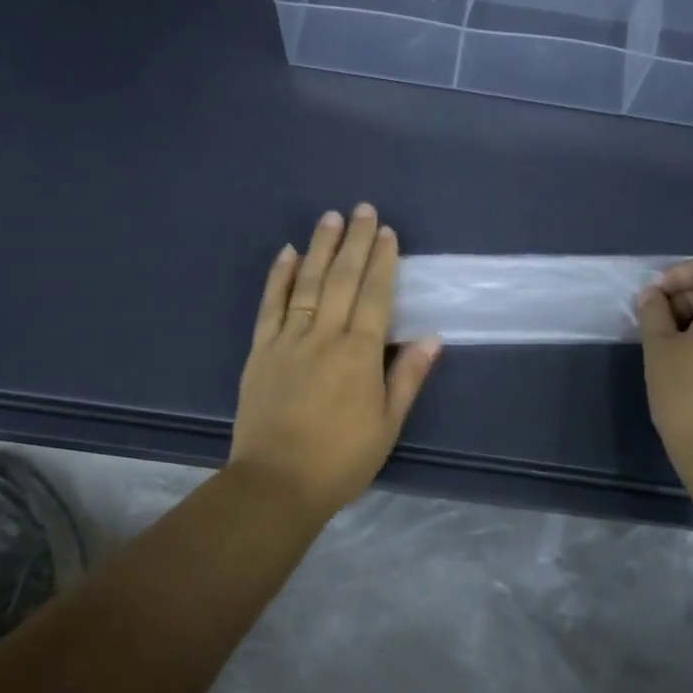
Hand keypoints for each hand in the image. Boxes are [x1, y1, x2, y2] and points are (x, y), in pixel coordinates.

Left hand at [229, 204, 442, 519]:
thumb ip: (407, 377)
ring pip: (306, 283)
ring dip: (319, 247)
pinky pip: (270, 305)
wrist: (276, 483)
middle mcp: (324, 336)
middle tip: (363, 209)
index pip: (374, 295)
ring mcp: (288, 339)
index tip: (387, 233)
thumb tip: (432, 338)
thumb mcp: (387, 424)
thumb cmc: (341, 459)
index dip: (382, 261)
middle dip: (355, 241)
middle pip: (341, 279)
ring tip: (330, 218)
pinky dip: (278, 276)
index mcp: (359, 354)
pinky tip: (286, 252)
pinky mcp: (260, 350)